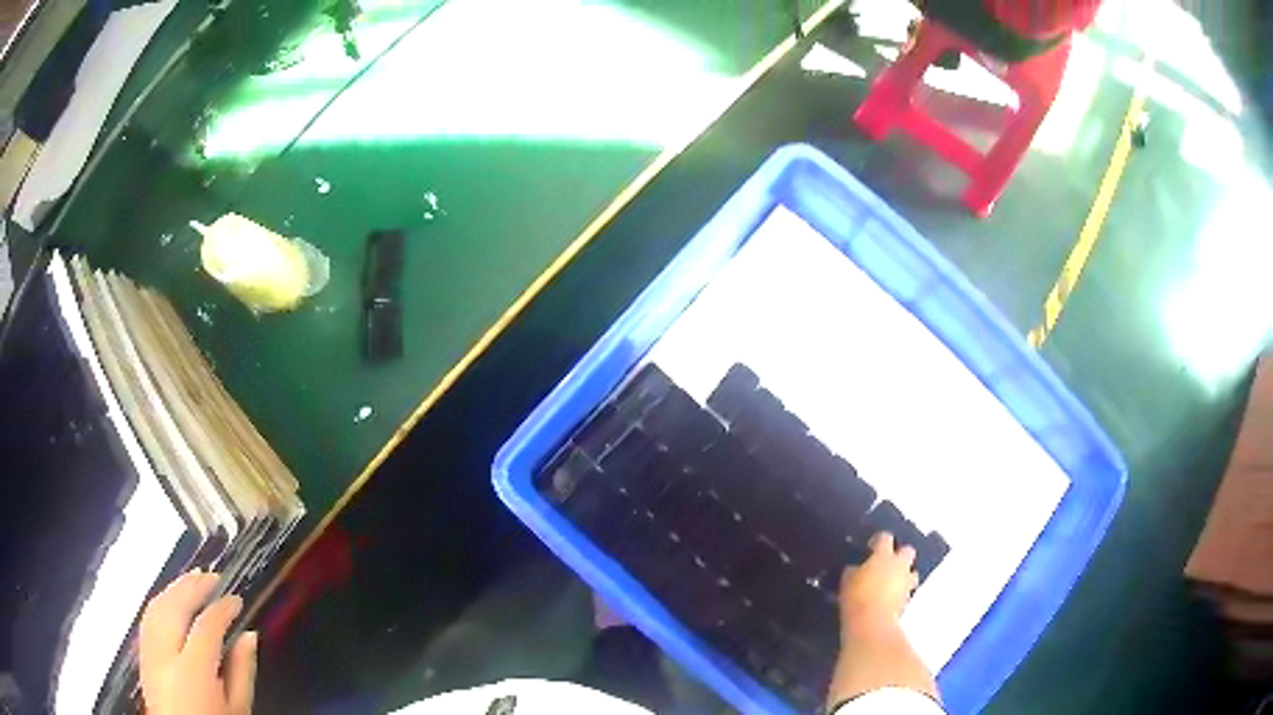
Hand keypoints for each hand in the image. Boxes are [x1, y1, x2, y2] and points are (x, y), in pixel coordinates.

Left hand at [140, 571, 256, 714]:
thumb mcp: (238, 710)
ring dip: (174, 589)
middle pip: (175, 607)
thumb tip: (249, 636)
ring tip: (192, 580)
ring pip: (157, 607)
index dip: (223, 608)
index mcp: (194, 671)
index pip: (207, 626)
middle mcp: (165, 655)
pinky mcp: (142, 655)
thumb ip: (242, 672)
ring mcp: (149, 653)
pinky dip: (160, 602)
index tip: (237, 599)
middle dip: (194, 587)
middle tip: (214, 577)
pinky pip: (148, 618)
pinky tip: (170, 599)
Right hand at [828, 533, 936, 704]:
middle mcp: (900, 565)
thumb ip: (854, 571)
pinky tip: (889, 598)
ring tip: (891, 582)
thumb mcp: (847, 581)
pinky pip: (906, 590)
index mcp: (884, 555)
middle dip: (900, 554)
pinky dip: (900, 591)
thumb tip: (857, 568)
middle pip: (907, 551)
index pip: (885, 538)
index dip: (878, 540)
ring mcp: (906, 582)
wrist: (872, 623)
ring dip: (904, 574)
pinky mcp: (907, 599)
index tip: (870, 546)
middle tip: (887, 562)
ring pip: (912, 571)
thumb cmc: (857, 597)